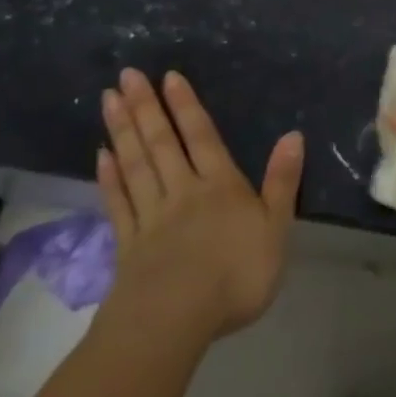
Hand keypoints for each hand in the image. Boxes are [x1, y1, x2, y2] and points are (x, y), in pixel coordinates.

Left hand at [94, 68, 303, 348]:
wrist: (175, 321)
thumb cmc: (235, 275)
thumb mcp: (275, 228)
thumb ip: (282, 182)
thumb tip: (294, 135)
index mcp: (220, 185)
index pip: (202, 136)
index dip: (186, 105)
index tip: (168, 76)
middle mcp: (183, 190)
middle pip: (162, 142)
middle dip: (146, 107)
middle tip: (126, 75)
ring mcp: (152, 216)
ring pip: (136, 165)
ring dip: (123, 131)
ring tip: (109, 100)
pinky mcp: (129, 244)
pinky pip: (119, 202)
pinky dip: (110, 177)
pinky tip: (101, 156)